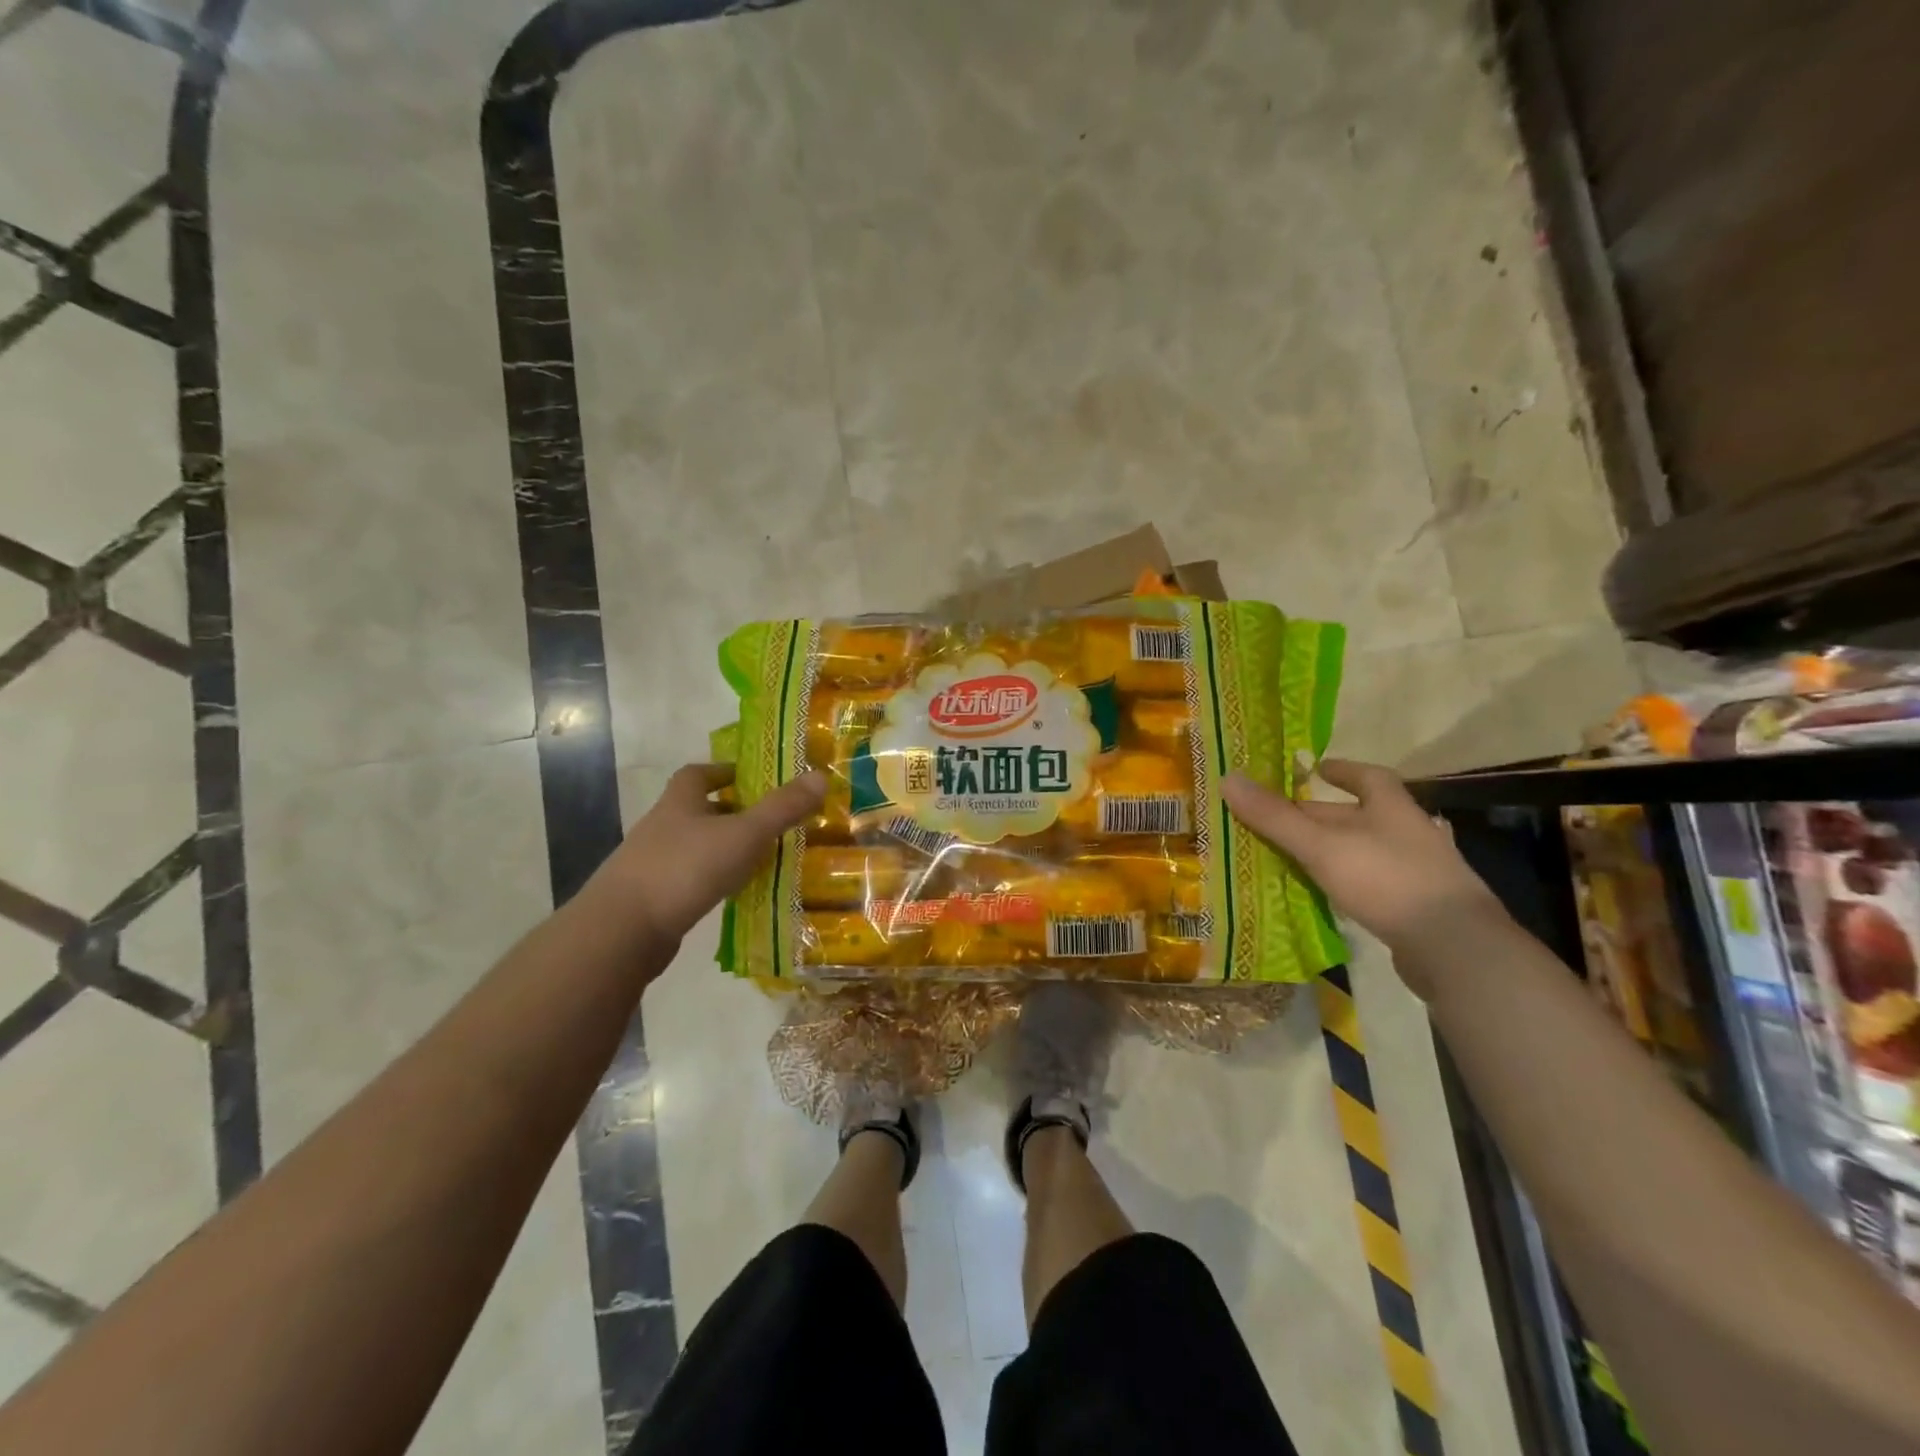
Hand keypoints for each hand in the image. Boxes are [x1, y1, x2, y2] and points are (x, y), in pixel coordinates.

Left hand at [599, 764, 825, 946]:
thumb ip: (782, 808)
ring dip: (721, 848)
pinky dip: (710, 879)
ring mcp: (651, 863)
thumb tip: (820, 775)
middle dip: (729, 812)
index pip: (698, 774)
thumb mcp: (743, 834)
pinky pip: (687, 879)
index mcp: (679, 802)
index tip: (750, 778)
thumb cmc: (685, 868)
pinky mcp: (650, 898)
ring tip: (757, 858)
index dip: (723, 771)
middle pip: (696, 809)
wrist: (623, 931)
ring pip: (693, 846)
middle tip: (767, 821)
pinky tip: (731, 893)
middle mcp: (661, 826)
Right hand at [1222, 759, 1505, 991]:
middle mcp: (1409, 833)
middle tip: (1280, 818)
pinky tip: (1327, 892)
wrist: (1455, 949)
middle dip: (1321, 815)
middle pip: (1360, 815)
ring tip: (1294, 854)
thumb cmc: (1387, 880)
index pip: (1368, 776)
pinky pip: (1374, 883)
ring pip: (1366, 850)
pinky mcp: (1418, 907)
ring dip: (1333, 849)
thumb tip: (1228, 778)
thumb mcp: (1321, 846)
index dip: (1342, 769)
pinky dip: (1347, 880)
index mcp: (1393, 808)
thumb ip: (1275, 817)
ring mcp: (1418, 872)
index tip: (1316, 768)